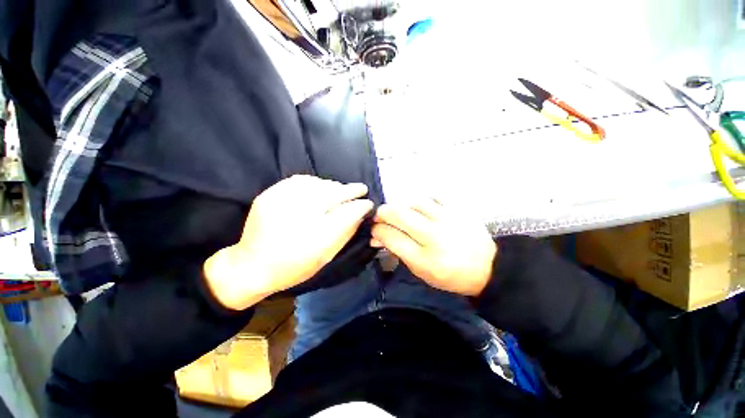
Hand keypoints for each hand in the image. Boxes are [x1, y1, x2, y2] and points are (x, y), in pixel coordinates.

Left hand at [204, 175, 373, 309]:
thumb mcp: (325, 257)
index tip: (368, 203)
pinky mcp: (269, 195)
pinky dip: (315, 182)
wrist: (251, 266)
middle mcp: (299, 217)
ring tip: (342, 189)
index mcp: (315, 239)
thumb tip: (360, 214)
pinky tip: (321, 187)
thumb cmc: (293, 267)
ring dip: (334, 186)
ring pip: (318, 185)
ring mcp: (281, 203)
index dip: (361, 206)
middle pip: (333, 195)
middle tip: (361, 189)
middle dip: (351, 190)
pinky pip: (299, 181)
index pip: (347, 214)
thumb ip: (345, 234)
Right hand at [371, 199, 496, 295]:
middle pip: (399, 214)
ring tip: (401, 213)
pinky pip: (434, 197)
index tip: (374, 229)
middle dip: (383, 212)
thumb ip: (398, 251)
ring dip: (401, 206)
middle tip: (380, 216)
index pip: (391, 236)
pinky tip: (422, 209)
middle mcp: (435, 236)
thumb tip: (378, 236)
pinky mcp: (459, 209)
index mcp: (425, 259)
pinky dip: (422, 202)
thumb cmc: (450, 275)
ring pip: (414, 202)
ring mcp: (448, 219)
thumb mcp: (421, 272)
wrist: (487, 268)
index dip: (377, 230)